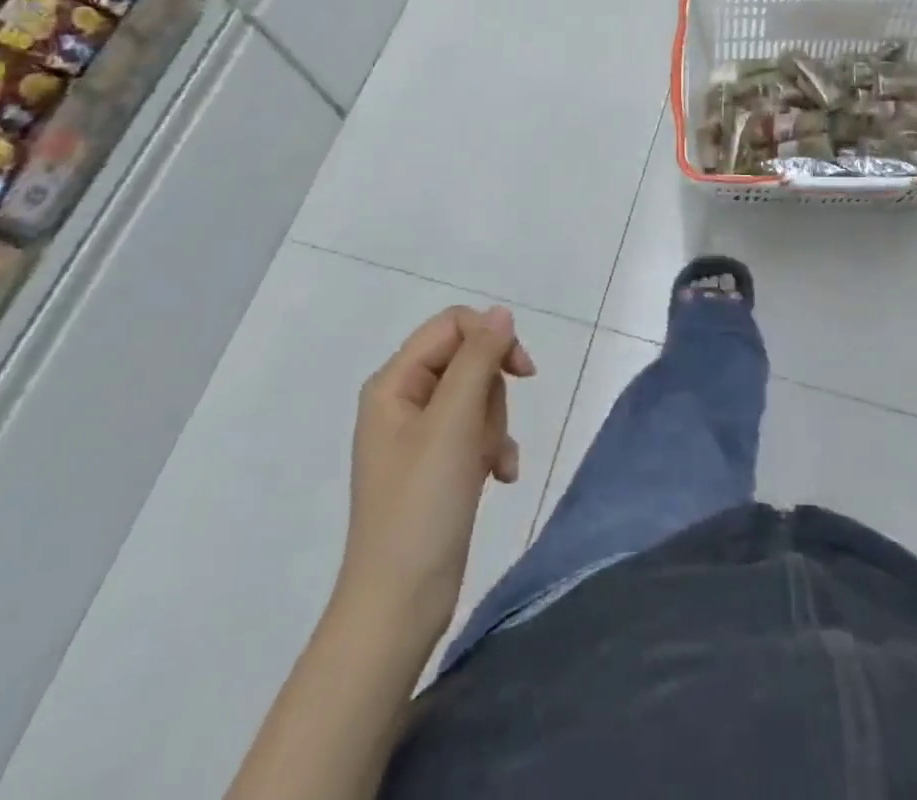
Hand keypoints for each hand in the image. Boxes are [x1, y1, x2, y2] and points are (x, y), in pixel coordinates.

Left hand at [338, 306, 535, 645]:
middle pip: (468, 361)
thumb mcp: (454, 422)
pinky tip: (501, 477)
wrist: (400, 604)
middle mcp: (402, 400)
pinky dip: (494, 449)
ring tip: (492, 464)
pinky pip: (477, 432)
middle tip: (489, 434)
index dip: (492, 338)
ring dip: (496, 426)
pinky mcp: (437, 463)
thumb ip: (479, 359)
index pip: (452, 325)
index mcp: (393, 383)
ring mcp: (419, 435)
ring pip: (478, 397)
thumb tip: (501, 312)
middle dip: (492, 394)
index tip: (523, 371)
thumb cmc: (422, 505)